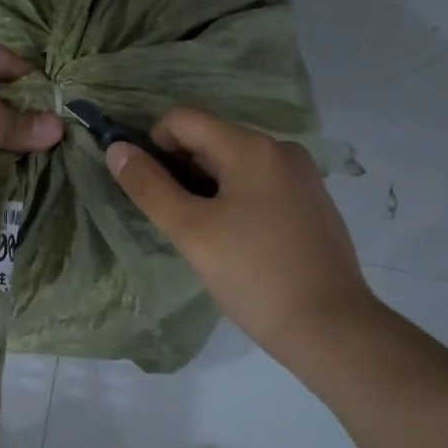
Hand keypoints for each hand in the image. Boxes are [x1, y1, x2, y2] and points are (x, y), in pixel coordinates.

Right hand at [106, 107, 377, 358]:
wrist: (331, 328)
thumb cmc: (254, 275)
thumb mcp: (191, 231)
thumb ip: (149, 186)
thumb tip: (117, 149)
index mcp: (252, 148)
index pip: (183, 119)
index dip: (154, 145)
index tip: (151, 190)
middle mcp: (281, 150)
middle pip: (210, 140)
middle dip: (181, 171)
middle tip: (176, 220)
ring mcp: (301, 176)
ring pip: (233, 164)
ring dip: (206, 189)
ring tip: (206, 236)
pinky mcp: (311, 203)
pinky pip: (258, 184)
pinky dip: (234, 200)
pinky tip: (236, 243)